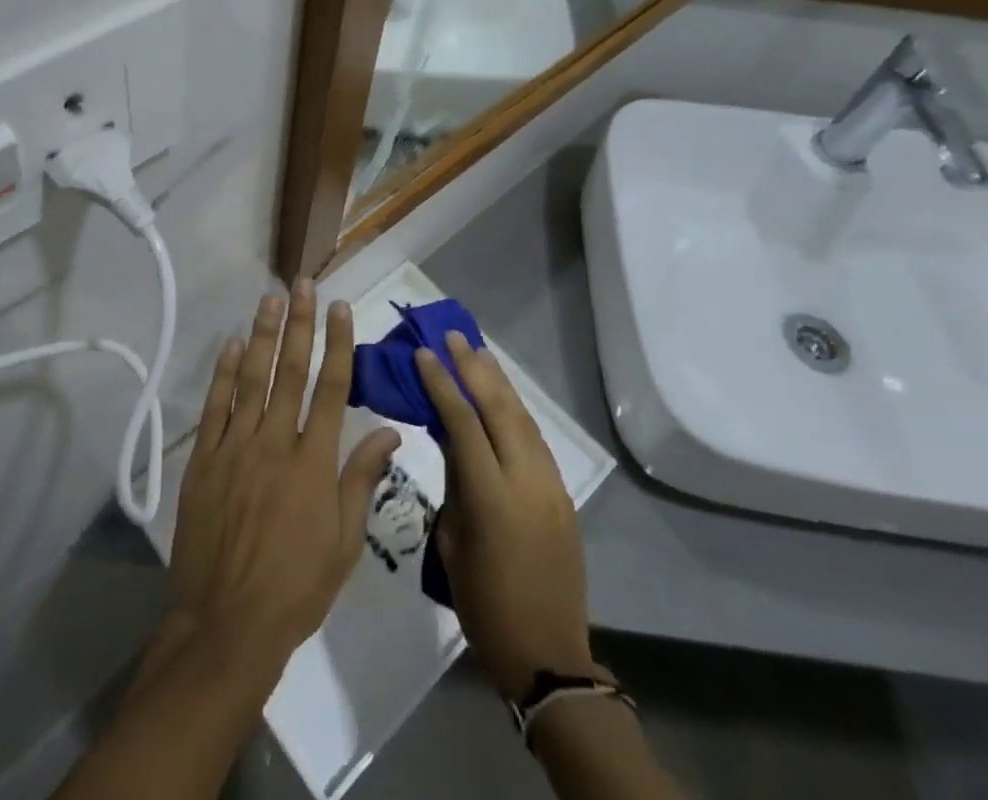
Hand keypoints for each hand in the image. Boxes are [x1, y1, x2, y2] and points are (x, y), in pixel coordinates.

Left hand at [167, 280, 400, 672]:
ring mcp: (236, 448)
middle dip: (299, 324)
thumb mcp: (345, 542)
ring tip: (269, 299)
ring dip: (261, 335)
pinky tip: (230, 344)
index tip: (340, 308)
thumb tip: (391, 433)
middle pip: (290, 371)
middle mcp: (276, 442)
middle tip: (303, 284)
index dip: (338, 344)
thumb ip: (362, 479)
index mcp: (314, 462)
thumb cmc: (296, 588)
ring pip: (251, 378)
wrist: (227, 625)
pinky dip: (223, 373)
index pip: (332, 388)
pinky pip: (215, 407)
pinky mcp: (204, 460)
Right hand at [415, 331, 592, 699]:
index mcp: (491, 496)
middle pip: (499, 408)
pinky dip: (515, 409)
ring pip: (522, 418)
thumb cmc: (482, 602)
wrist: (546, 652)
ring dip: (498, 382)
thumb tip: (451, 437)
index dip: (442, 384)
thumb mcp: (452, 539)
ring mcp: (550, 484)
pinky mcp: (562, 493)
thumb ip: (454, 481)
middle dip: (474, 368)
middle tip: (453, 336)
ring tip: (478, 353)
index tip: (424, 354)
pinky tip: (502, 395)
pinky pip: (535, 438)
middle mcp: (526, 479)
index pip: (463, 422)